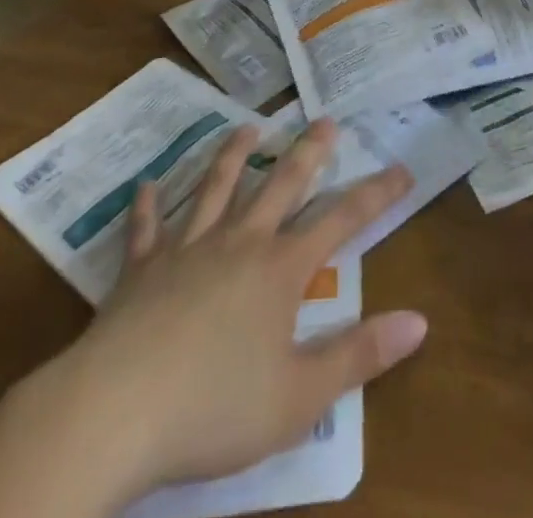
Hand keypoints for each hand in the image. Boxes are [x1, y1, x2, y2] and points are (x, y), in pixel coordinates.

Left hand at [0, 122, 423, 517]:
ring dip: (234, 155)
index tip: (401, 169)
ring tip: (249, 128)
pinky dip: (148, 206)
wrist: (113, 412)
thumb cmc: (214, 409)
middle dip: (309, 152)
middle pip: (282, 184)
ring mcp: (187, 249)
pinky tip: (148, 185)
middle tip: (325, 120)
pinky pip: (146, 228)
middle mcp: (239, 242)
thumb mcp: (299, 397)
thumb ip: (359, 356)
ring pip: (216, 188)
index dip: (375, 194)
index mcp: (280, 270)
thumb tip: (419, 322)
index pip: (341, 220)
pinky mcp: (141, 267)